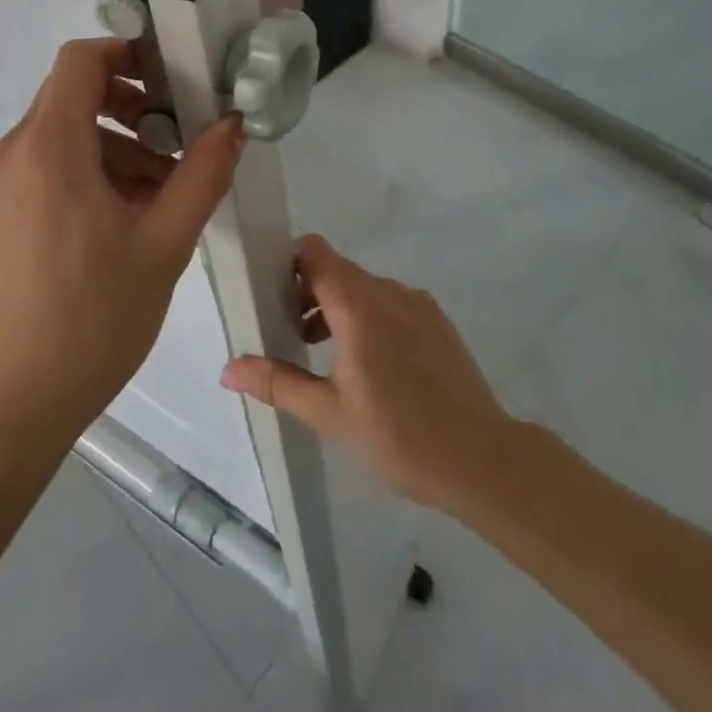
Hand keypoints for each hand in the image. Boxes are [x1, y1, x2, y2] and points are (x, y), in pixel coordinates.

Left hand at [0, 38, 245, 448]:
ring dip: (120, 142)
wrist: (11, 404)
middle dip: (133, 102)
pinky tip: (132, 215)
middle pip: (76, 92)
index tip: (175, 74)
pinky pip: (54, 164)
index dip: (129, 51)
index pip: (81, 58)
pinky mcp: (5, 210)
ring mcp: (5, 182)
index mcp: (50, 146)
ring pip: (69, 131)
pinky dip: (96, 169)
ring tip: (166, 189)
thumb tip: (233, 123)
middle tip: (180, 135)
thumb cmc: (91, 320)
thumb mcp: (163, 244)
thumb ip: (202, 175)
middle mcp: (18, 151)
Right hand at [219, 235, 511, 513]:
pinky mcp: (437, 320)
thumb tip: (227, 368)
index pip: (314, 251)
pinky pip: (390, 302)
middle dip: (308, 293)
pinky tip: (374, 368)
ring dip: (338, 308)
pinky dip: (369, 318)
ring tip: (329, 359)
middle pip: (335, 269)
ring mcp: (417, 303)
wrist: (484, 461)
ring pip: (363, 287)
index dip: (289, 265)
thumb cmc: (400, 436)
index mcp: (358, 305)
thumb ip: (277, 383)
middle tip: (294, 338)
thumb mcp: (329, 415)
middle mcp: (387, 290)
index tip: (275, 300)